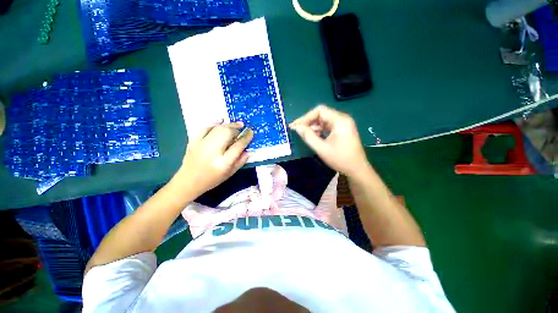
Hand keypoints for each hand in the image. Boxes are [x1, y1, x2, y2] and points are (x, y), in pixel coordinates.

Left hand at [175, 121, 253, 196]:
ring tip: (236, 124)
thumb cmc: (212, 179)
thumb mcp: (230, 173)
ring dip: (229, 125)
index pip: (238, 146)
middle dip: (237, 129)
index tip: (251, 132)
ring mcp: (201, 145)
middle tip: (242, 128)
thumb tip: (250, 149)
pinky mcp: (193, 141)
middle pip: (227, 133)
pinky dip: (214, 123)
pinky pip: (205, 127)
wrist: (188, 181)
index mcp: (223, 163)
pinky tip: (221, 121)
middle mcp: (212, 152)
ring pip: (218, 128)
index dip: (246, 137)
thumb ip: (241, 161)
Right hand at [290, 105, 368, 177]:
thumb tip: (297, 127)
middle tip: (297, 129)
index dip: (305, 117)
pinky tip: (313, 136)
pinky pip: (328, 125)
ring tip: (304, 133)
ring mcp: (343, 124)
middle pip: (322, 114)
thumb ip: (308, 136)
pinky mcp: (342, 130)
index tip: (296, 126)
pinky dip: (319, 129)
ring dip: (313, 125)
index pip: (319, 111)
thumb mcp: (321, 148)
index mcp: (340, 120)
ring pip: (324, 120)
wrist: (357, 169)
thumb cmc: (340, 159)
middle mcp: (342, 119)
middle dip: (308, 121)